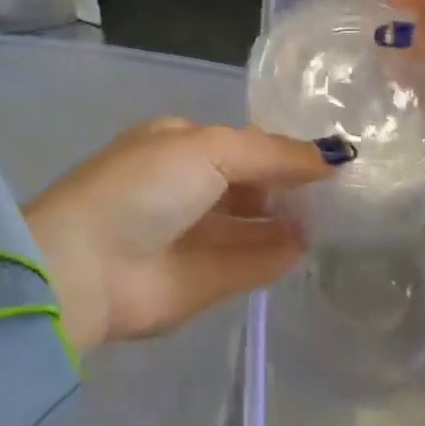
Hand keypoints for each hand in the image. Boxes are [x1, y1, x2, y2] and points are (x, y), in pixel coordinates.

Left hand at [24, 119, 337, 349]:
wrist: (85, 265)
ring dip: (287, 220)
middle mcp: (186, 187)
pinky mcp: (200, 283)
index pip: (242, 142)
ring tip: (333, 217)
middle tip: (339, 190)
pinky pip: (247, 264)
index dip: (282, 148)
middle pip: (249, 183)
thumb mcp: (210, 149)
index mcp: (179, 144)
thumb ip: (272, 154)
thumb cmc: (146, 186)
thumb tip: (332, 156)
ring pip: (251, 225)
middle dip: (287, 185)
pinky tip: (307, 246)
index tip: (328, 156)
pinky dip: (275, 255)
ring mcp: (192, 236)